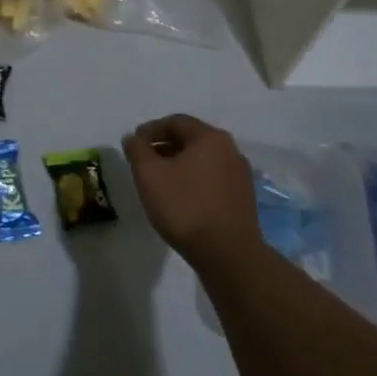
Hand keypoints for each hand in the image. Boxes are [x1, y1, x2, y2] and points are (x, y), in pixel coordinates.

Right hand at [121, 113, 260, 267]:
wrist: (227, 253)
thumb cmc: (185, 206)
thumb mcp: (149, 174)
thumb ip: (137, 149)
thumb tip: (133, 138)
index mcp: (210, 137)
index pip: (175, 122)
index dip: (150, 130)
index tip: (133, 145)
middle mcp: (230, 150)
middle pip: (190, 139)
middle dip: (164, 147)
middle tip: (143, 163)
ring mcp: (240, 175)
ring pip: (202, 160)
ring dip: (178, 165)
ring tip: (159, 182)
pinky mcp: (243, 198)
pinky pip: (212, 179)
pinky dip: (193, 180)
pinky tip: (181, 198)